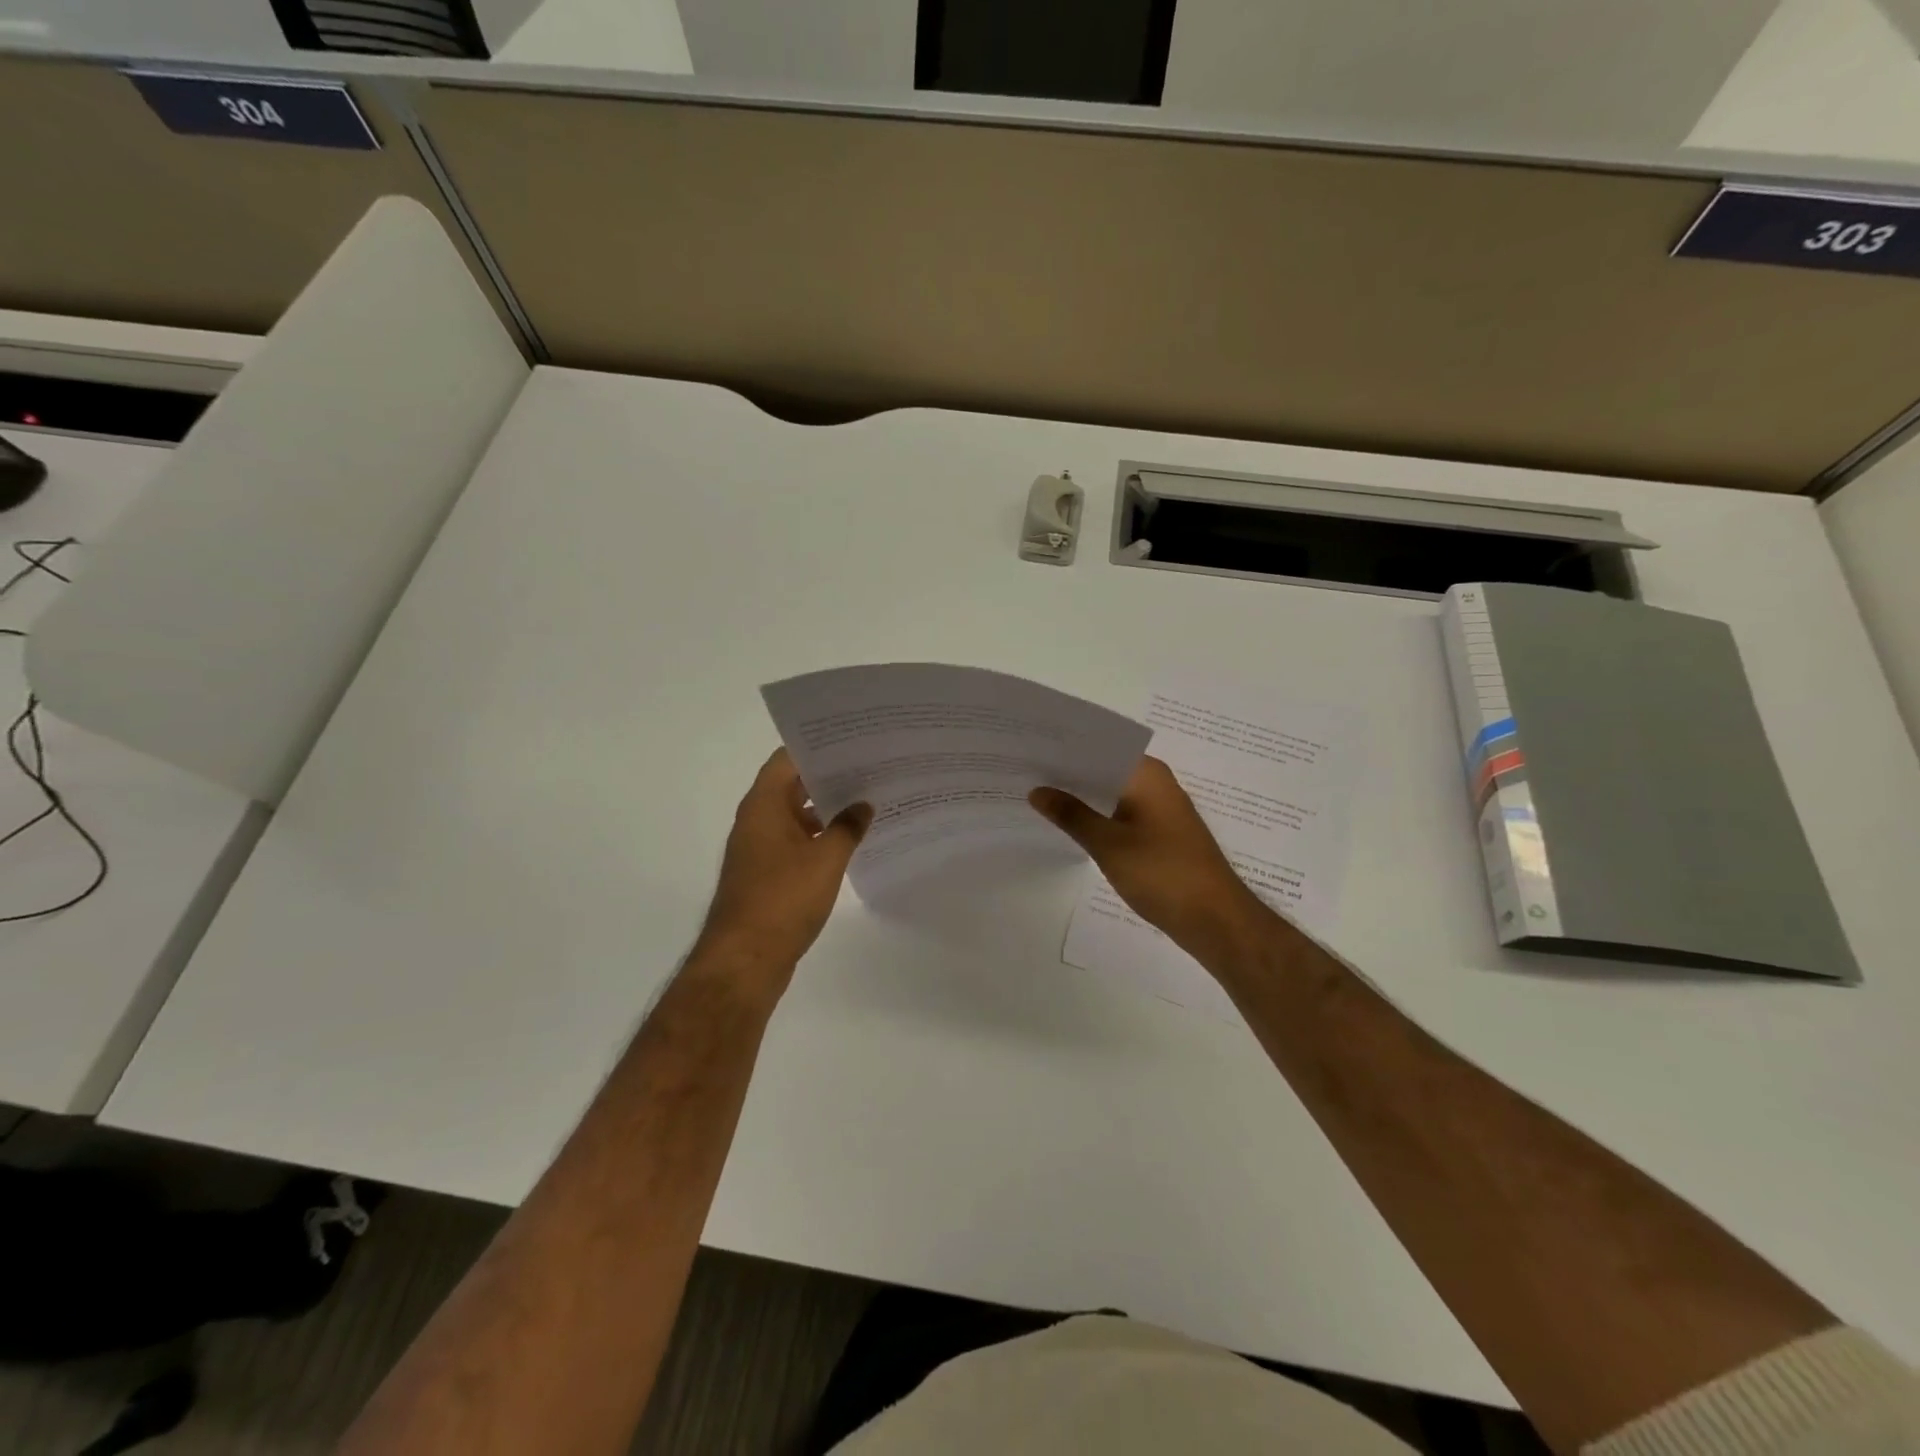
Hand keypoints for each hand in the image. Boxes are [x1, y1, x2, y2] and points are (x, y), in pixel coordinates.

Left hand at [692, 750, 870, 988]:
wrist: (745, 960)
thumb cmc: (783, 899)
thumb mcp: (826, 859)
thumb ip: (847, 827)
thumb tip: (863, 805)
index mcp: (764, 805)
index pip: (787, 758)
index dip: (817, 747)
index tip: (850, 741)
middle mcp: (756, 820)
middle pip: (791, 785)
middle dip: (827, 777)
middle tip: (868, 768)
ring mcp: (759, 848)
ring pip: (794, 815)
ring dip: (825, 809)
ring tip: (866, 801)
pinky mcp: (765, 874)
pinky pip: (794, 842)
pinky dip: (818, 837)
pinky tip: (849, 841)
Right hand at [1031, 756, 1270, 962]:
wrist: (1215, 919)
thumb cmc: (1162, 873)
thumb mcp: (1108, 844)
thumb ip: (1071, 814)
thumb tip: (1038, 791)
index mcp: (1147, 774)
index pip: (1099, 747)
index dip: (1065, 748)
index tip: (1029, 749)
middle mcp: (1156, 783)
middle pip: (1105, 769)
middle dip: (1068, 774)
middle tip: (1024, 774)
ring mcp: (1161, 809)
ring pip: (1112, 793)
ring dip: (1082, 797)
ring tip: (1038, 797)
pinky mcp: (1161, 834)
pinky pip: (1122, 814)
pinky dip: (1098, 816)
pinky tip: (1070, 825)